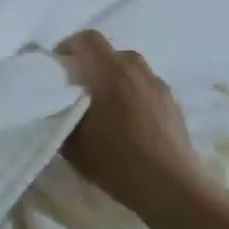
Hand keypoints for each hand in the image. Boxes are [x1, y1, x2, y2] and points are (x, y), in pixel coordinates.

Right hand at [56, 30, 215, 222]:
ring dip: (115, 79)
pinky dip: (133, 94)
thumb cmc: (117, 161)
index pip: (88, 39)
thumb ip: (59, 114)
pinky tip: (128, 122)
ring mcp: (160, 87)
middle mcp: (138, 72)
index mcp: (111, 73)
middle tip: (79, 90)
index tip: (58, 69)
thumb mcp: (72, 142)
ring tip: (105, 107)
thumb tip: (54, 103)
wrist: (172, 188)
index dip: (69, 46)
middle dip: (93, 64)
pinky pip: (146, 87)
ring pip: (132, 70)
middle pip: (112, 53)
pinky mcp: (174, 106)